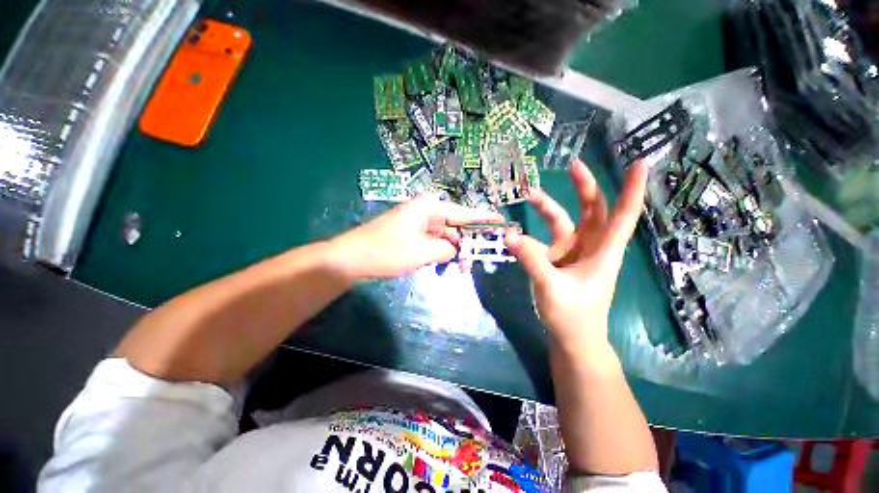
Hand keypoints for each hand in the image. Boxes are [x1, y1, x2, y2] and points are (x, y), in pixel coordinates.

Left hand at [330, 197, 502, 280]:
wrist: (351, 259)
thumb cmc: (387, 252)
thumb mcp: (422, 253)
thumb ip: (446, 249)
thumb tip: (454, 250)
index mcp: (428, 208)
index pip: (463, 212)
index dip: (483, 218)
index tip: (501, 221)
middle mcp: (424, 213)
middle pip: (454, 226)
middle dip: (465, 244)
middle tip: (476, 260)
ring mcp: (417, 225)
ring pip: (444, 237)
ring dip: (452, 252)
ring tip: (460, 269)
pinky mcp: (410, 236)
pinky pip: (432, 243)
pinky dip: (439, 254)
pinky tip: (442, 266)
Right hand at [506, 160, 647, 350]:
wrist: (571, 339)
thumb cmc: (573, 316)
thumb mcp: (552, 287)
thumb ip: (531, 260)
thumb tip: (509, 235)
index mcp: (603, 252)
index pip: (624, 215)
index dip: (633, 189)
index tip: (640, 162)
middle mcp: (590, 247)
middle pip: (593, 211)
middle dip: (585, 187)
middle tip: (573, 166)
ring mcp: (572, 253)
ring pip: (565, 222)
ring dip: (549, 208)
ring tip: (530, 195)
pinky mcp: (557, 261)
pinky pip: (545, 240)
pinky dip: (532, 235)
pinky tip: (516, 235)